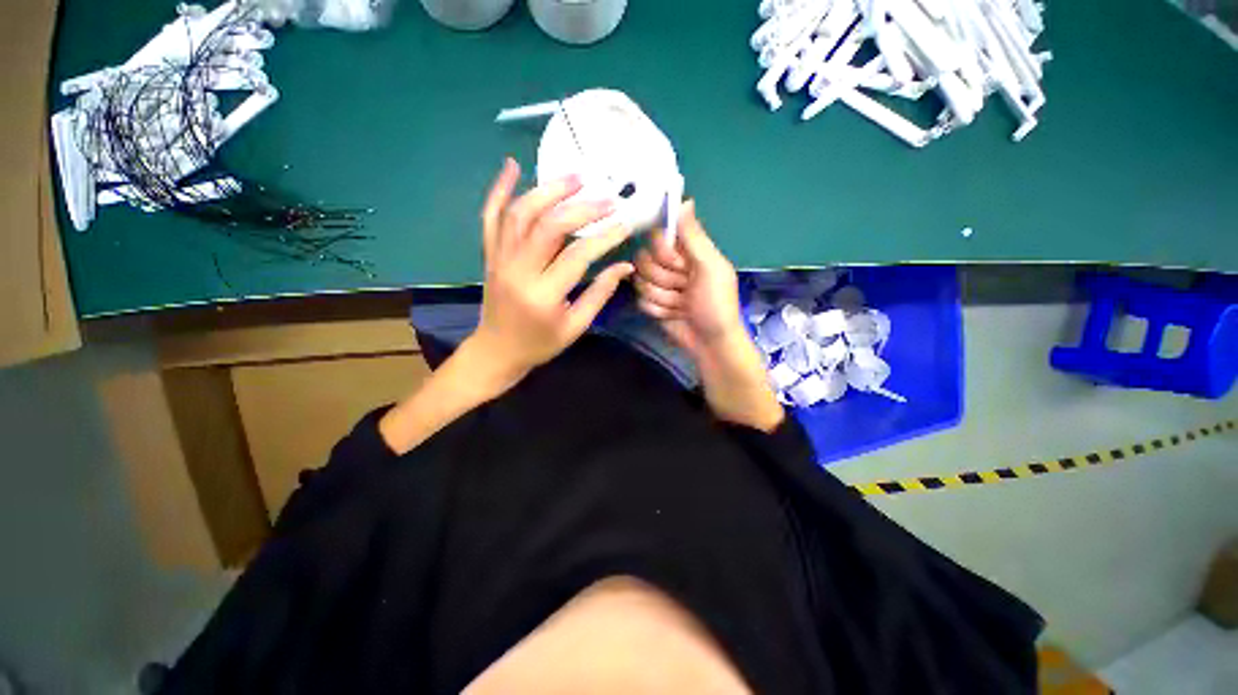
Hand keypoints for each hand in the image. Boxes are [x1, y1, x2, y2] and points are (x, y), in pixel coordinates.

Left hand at [466, 158, 634, 386]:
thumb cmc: (540, 343)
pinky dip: (499, 189)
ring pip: (520, 213)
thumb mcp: (576, 326)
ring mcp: (499, 259)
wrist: (497, 351)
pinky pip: (490, 217)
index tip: (625, 225)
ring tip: (576, 177)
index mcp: (543, 295)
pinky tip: (512, 166)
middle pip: (549, 226)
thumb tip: (625, 266)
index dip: (604, 237)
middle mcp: (518, 270)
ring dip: (548, 190)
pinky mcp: (489, 254)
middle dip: (581, 207)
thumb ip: (600, 293)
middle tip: (607, 197)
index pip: (578, 255)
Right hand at [635, 201, 782, 430]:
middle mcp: (669, 263)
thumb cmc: (716, 303)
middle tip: (685, 288)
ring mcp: (658, 284)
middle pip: (644, 260)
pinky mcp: (650, 302)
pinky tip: (673, 315)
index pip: (657, 237)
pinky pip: (640, 300)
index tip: (679, 265)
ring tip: (682, 305)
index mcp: (687, 250)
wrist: (710, 341)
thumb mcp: (710, 267)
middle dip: (665, 279)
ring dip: (664, 297)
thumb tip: (684, 200)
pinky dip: (658, 310)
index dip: (664, 252)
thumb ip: (695, 236)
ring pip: (640, 282)